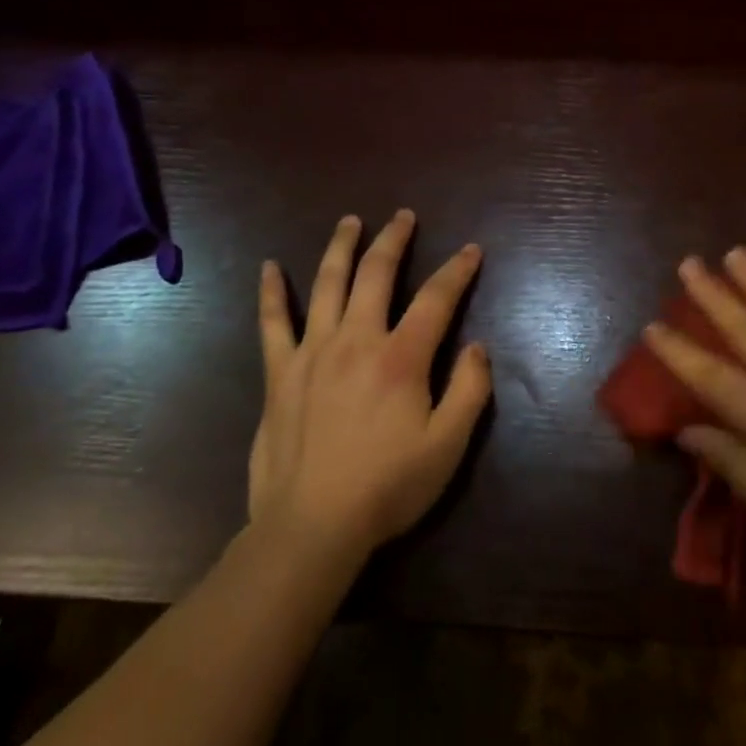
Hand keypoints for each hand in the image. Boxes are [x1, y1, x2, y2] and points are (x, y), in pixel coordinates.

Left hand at [248, 209, 491, 563]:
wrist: (310, 529)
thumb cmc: (386, 488)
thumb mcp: (447, 447)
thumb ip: (470, 391)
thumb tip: (476, 346)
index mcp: (401, 357)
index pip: (436, 298)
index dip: (457, 270)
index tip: (471, 250)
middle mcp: (356, 340)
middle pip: (376, 273)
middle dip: (394, 239)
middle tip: (404, 216)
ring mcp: (313, 352)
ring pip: (328, 283)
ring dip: (341, 246)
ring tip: (351, 221)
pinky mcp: (280, 373)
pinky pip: (273, 324)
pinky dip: (271, 293)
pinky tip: (269, 267)